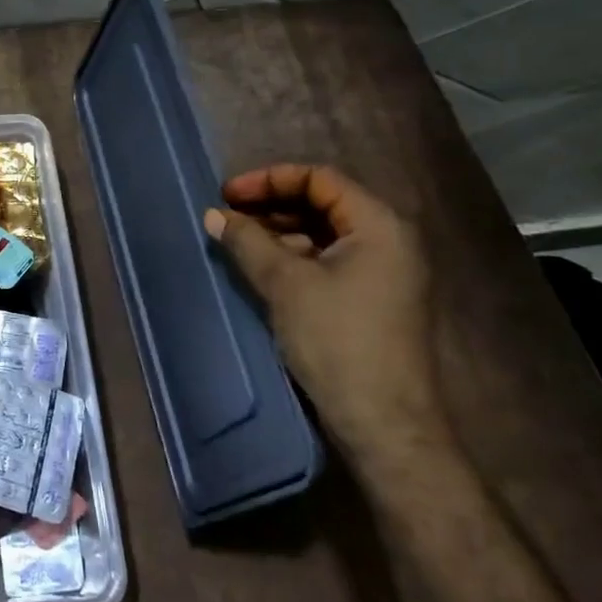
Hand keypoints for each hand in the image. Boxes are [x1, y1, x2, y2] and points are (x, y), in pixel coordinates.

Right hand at [204, 164, 450, 478]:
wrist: (383, 423)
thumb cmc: (337, 340)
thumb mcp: (285, 284)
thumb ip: (247, 241)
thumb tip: (213, 214)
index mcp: (378, 225)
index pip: (320, 179)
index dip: (270, 180)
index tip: (228, 195)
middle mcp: (388, 240)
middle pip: (323, 203)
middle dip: (272, 204)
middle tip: (228, 216)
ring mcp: (383, 272)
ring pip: (324, 233)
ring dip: (280, 231)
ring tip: (238, 241)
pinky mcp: (372, 299)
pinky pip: (329, 260)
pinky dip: (294, 256)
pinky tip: (262, 268)